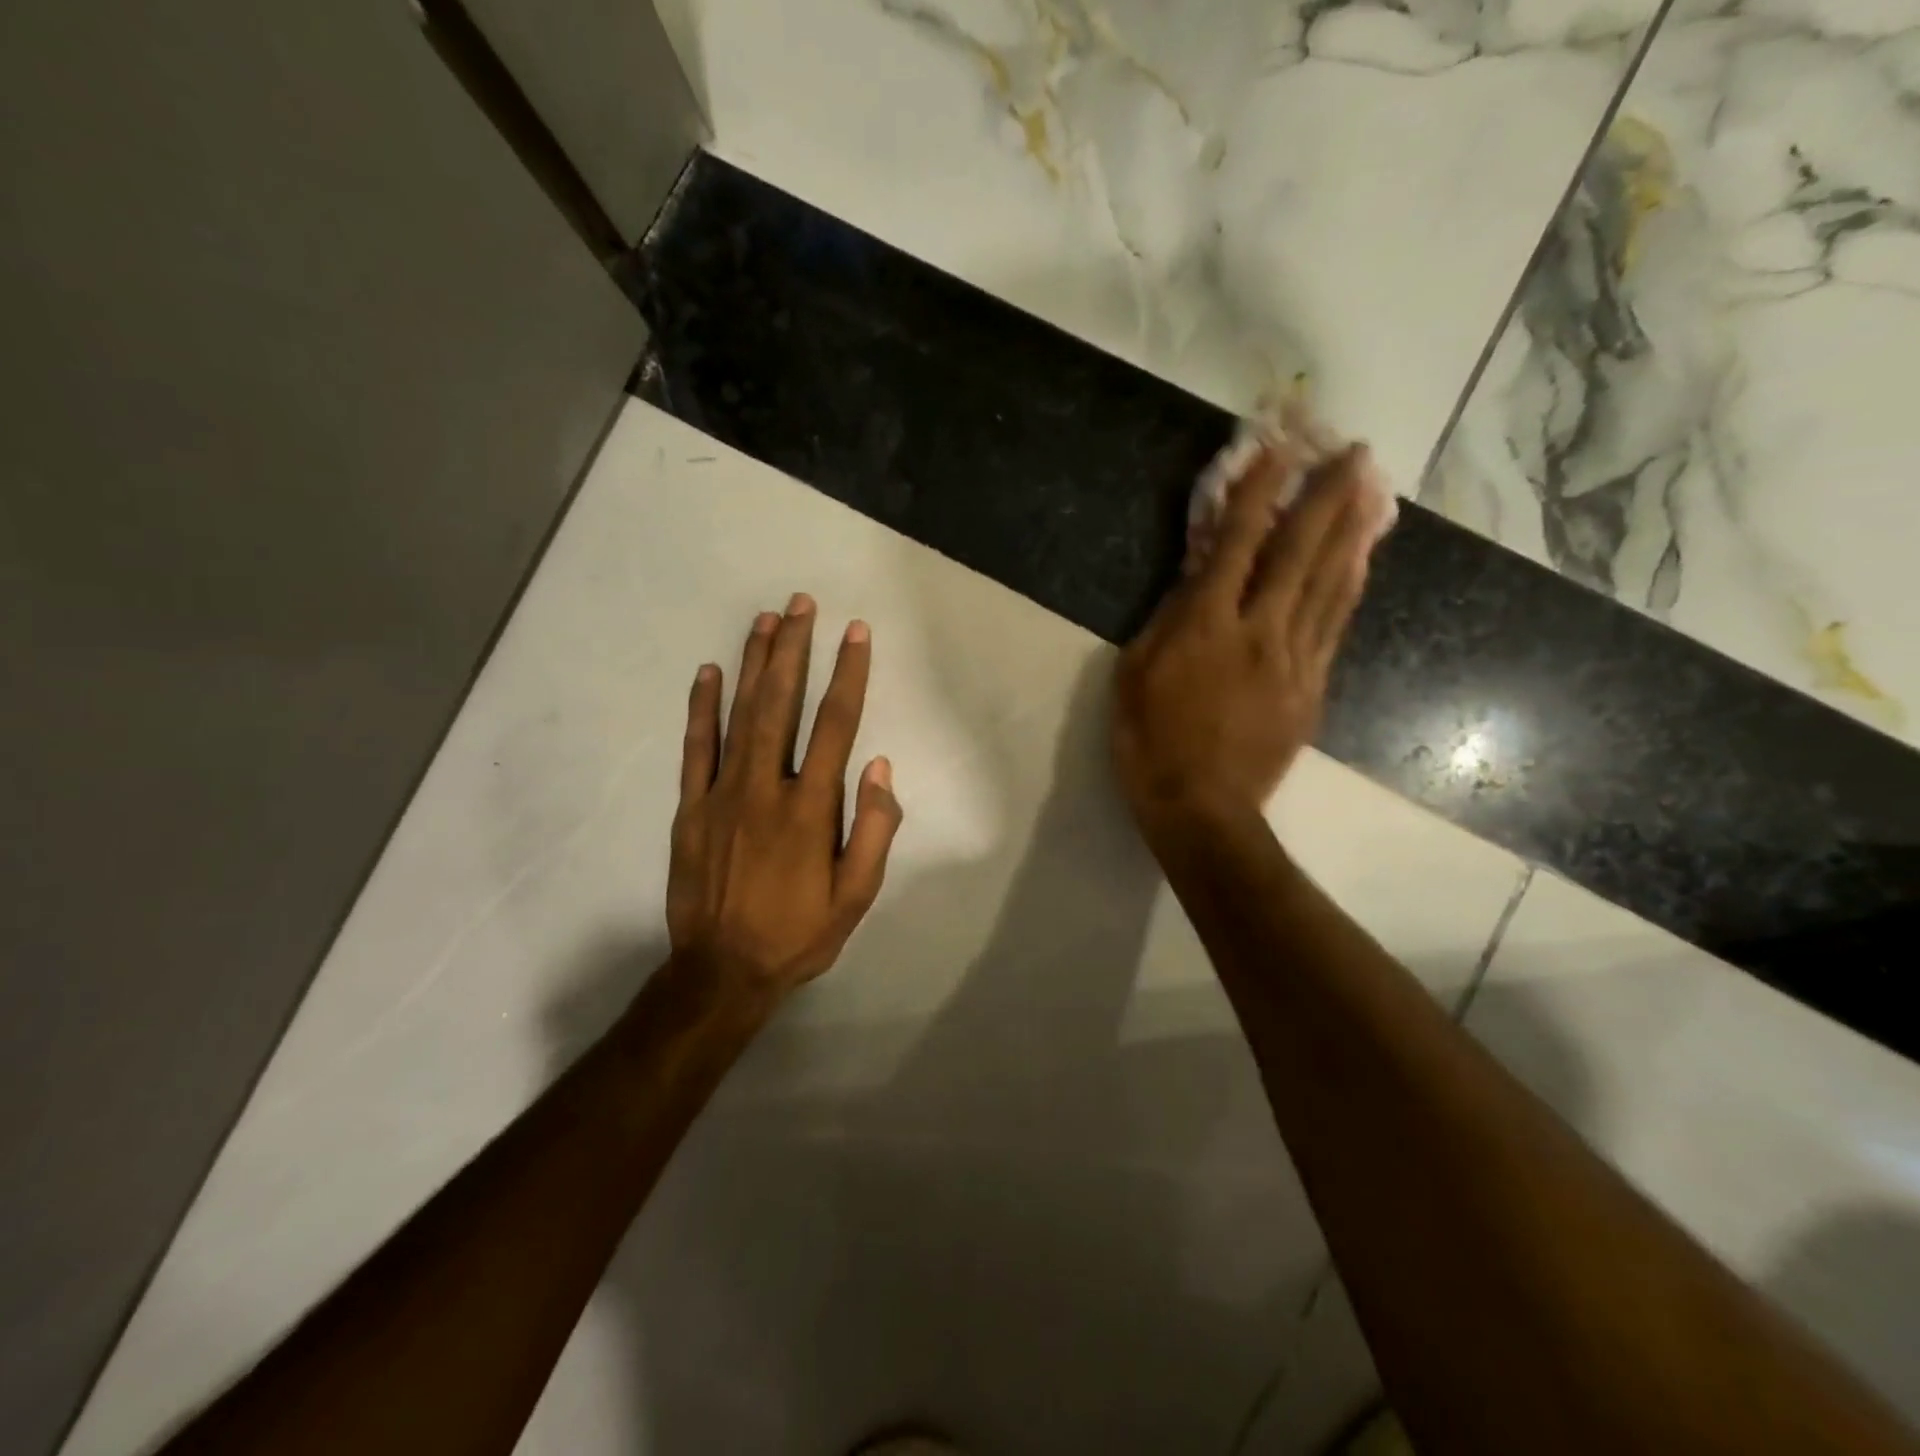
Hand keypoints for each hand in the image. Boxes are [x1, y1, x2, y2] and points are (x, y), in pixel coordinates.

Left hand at [667, 595, 901, 1002]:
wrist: (721, 972)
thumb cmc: (798, 934)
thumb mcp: (856, 896)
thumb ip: (873, 830)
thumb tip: (880, 767)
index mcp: (811, 807)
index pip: (836, 725)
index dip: (849, 674)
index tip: (855, 632)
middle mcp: (766, 787)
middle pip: (782, 703)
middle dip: (794, 649)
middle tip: (800, 603)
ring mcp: (721, 793)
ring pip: (740, 715)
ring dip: (753, 664)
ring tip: (764, 620)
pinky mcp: (690, 807)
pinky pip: (696, 747)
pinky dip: (701, 707)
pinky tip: (707, 673)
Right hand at [1113, 443, 1383, 832]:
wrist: (1202, 809)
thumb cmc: (1150, 742)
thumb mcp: (1134, 675)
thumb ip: (1166, 620)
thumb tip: (1196, 577)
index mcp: (1207, 624)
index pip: (1237, 542)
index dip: (1257, 491)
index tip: (1277, 448)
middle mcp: (1260, 630)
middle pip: (1300, 552)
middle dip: (1326, 497)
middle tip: (1354, 453)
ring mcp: (1294, 659)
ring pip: (1329, 584)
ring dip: (1352, 532)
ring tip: (1373, 492)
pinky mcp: (1311, 688)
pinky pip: (1335, 626)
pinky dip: (1350, 587)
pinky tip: (1361, 563)